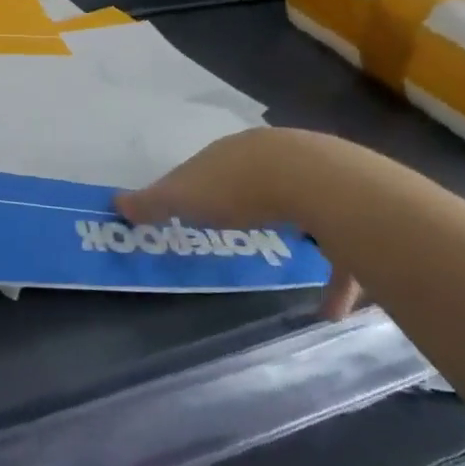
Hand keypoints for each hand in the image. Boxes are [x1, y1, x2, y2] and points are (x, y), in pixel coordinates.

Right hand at [118, 129, 364, 320]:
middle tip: (236, 229)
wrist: (321, 184)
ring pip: (303, 212)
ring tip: (286, 267)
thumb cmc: (242, 187)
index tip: (193, 209)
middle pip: (257, 183)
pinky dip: (334, 281)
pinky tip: (330, 312)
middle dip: (248, 204)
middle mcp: (277, 159)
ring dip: (296, 238)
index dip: (200, 187)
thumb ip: (153, 202)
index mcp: (236, 154)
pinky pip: (338, 252)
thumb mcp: (186, 196)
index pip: (211, 167)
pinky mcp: (349, 215)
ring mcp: (318, 182)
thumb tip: (115, 203)